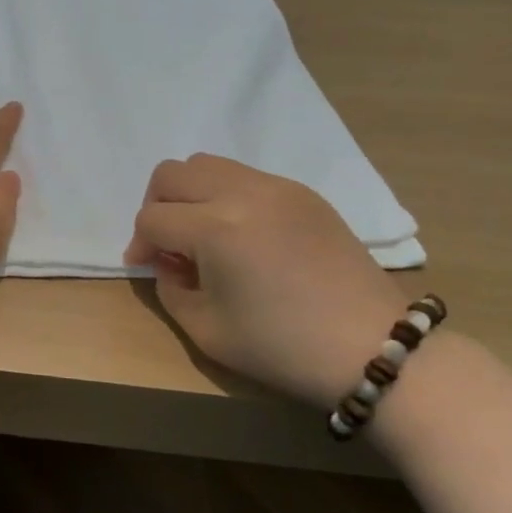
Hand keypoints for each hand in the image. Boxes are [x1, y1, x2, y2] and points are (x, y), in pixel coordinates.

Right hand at [124, 154, 403, 408]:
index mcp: (216, 229)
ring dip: (190, 193)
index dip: (139, 244)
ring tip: (200, 233)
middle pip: (173, 174)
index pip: (153, 218)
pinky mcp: (303, 193)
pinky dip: (225, 195)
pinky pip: (245, 176)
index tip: (144, 266)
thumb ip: (170, 287)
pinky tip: (240, 234)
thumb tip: (167, 260)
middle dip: (156, 205)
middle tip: (166, 242)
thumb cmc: (282, 347)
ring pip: (208, 164)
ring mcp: (277, 187)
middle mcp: (243, 194)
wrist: (372, 347)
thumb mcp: (206, 330)